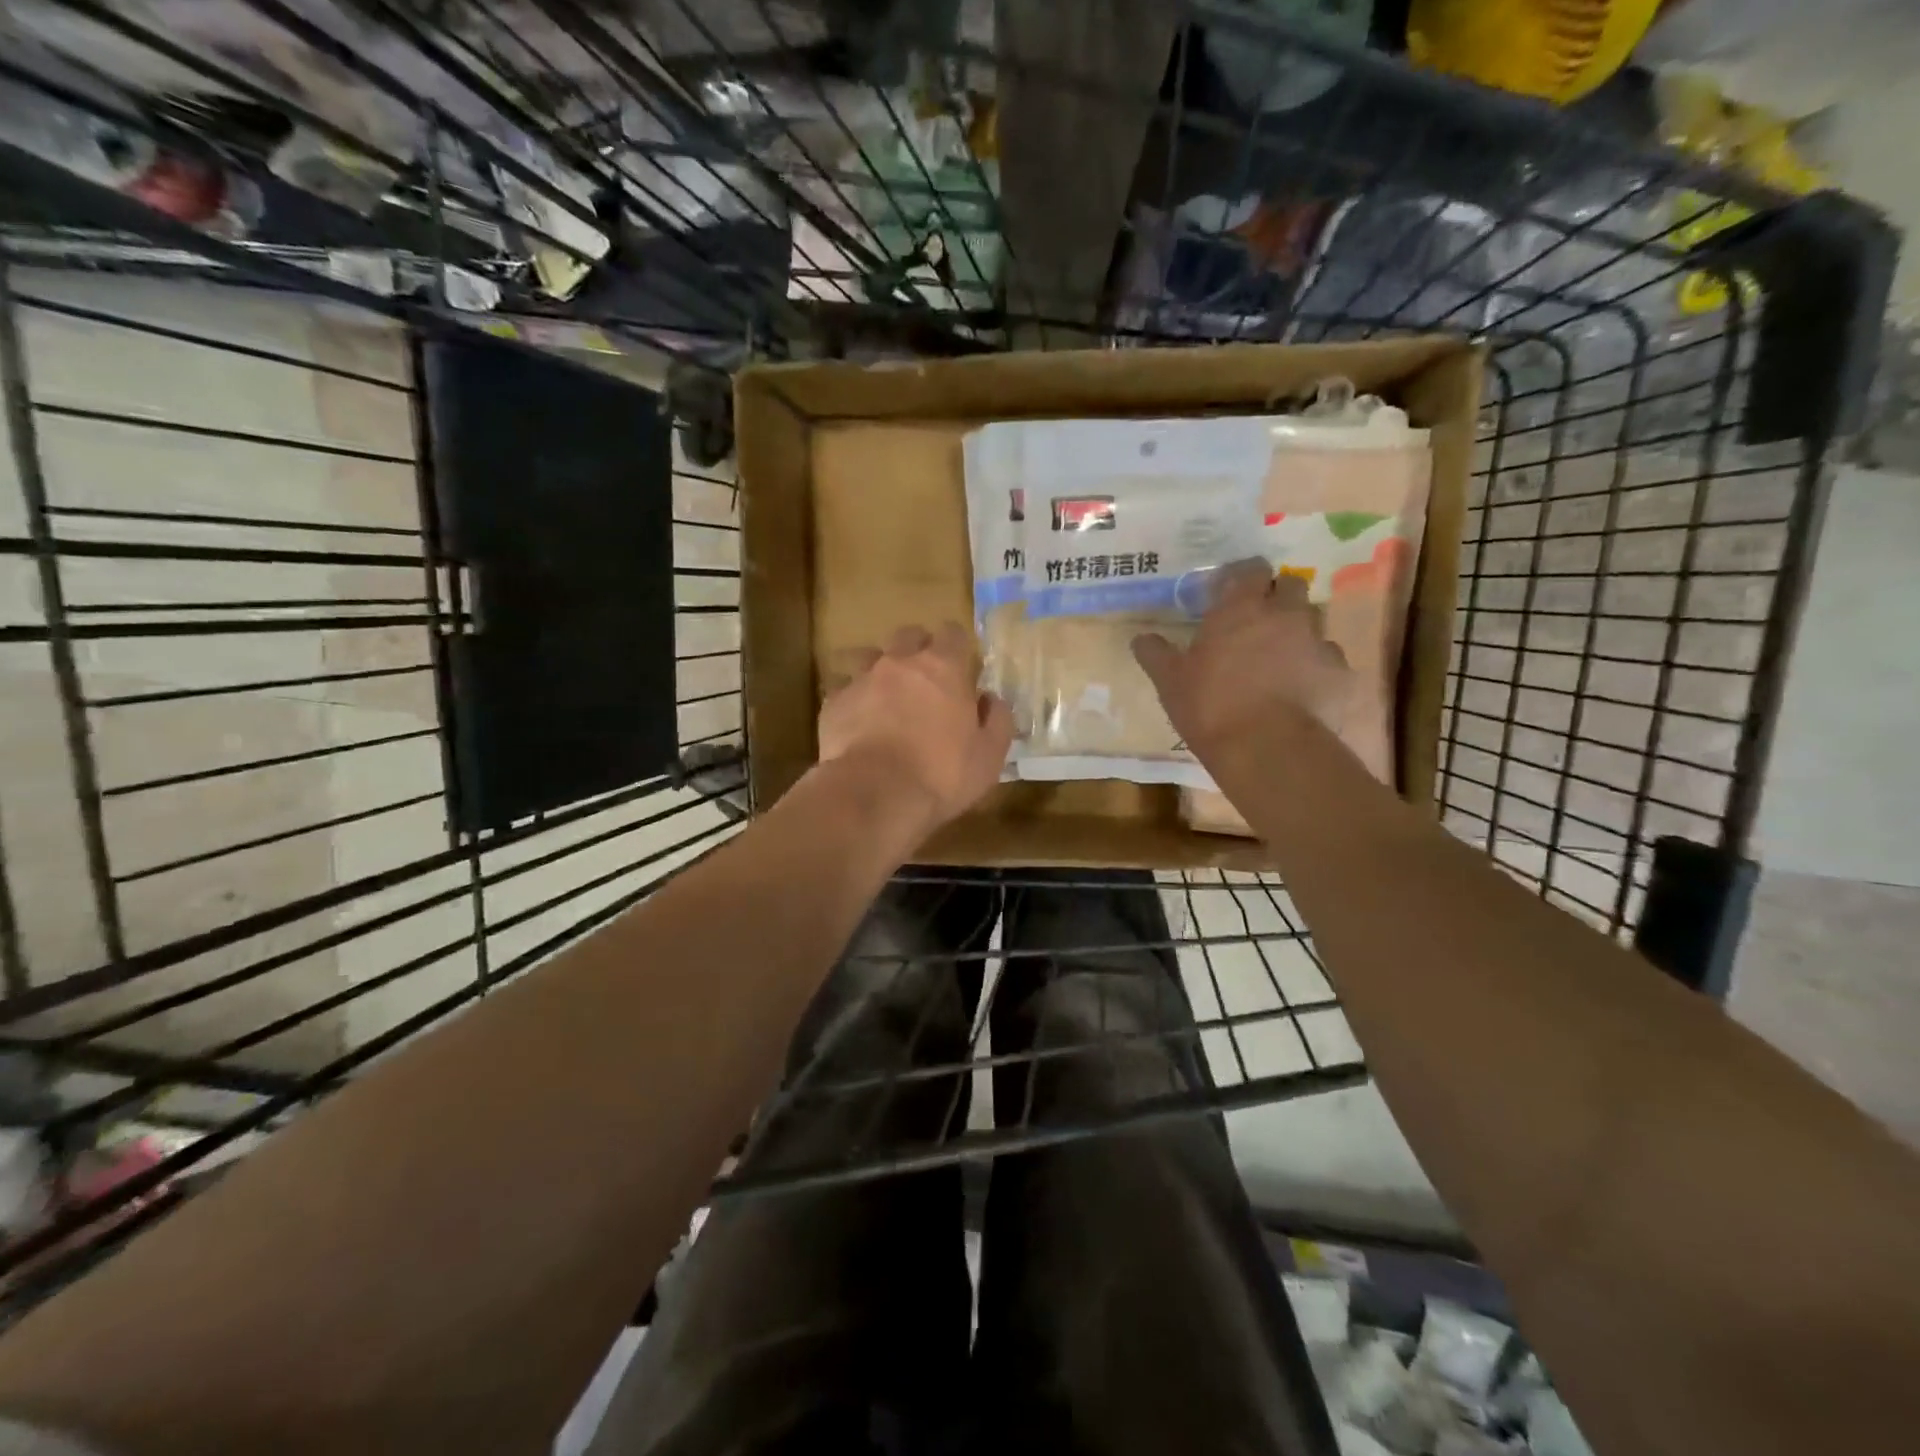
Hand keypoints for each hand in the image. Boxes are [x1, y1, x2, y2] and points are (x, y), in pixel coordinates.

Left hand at [817, 622, 1013, 836]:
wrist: (875, 794)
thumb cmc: (942, 775)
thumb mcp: (989, 756)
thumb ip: (997, 720)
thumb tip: (991, 700)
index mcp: (943, 668)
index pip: (952, 633)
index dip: (957, 647)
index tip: (961, 667)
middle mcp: (900, 663)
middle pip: (908, 635)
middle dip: (918, 649)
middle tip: (926, 681)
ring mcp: (862, 679)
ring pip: (870, 656)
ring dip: (881, 670)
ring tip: (887, 698)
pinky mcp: (833, 703)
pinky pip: (843, 689)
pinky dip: (853, 699)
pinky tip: (858, 723)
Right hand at [1132, 559, 1356, 762]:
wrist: (1268, 749)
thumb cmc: (1212, 706)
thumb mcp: (1170, 682)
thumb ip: (1156, 654)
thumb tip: (1141, 638)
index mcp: (1242, 608)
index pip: (1250, 569)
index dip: (1241, 577)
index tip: (1226, 592)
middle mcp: (1285, 614)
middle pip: (1290, 586)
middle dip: (1275, 597)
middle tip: (1254, 622)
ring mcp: (1318, 642)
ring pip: (1311, 622)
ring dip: (1295, 631)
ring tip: (1277, 658)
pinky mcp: (1339, 673)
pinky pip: (1327, 659)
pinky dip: (1313, 667)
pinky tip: (1299, 688)